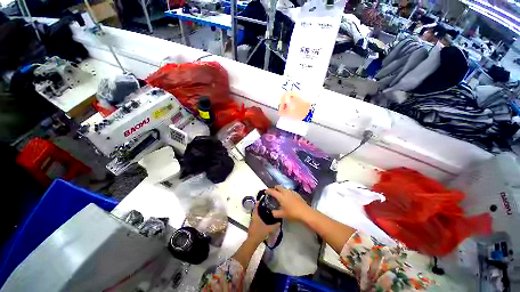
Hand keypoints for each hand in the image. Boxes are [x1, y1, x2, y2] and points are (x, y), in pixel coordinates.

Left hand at [247, 202, 279, 243]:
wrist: (252, 241)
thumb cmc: (259, 233)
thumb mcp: (268, 229)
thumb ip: (275, 226)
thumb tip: (280, 222)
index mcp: (255, 216)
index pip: (256, 207)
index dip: (258, 203)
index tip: (262, 199)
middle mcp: (253, 217)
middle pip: (256, 210)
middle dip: (260, 207)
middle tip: (266, 204)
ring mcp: (252, 221)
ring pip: (256, 214)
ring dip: (260, 211)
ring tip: (266, 210)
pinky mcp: (253, 225)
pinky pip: (256, 218)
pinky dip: (260, 216)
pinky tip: (264, 218)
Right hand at [265, 185, 310, 221]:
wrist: (305, 212)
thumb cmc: (292, 213)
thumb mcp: (282, 215)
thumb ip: (275, 213)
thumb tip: (272, 212)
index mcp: (281, 196)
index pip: (272, 191)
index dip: (268, 191)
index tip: (265, 191)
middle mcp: (285, 192)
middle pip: (279, 187)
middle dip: (275, 188)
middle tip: (273, 192)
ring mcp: (291, 192)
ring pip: (284, 188)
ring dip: (281, 189)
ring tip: (280, 194)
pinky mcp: (296, 194)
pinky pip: (289, 191)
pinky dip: (286, 192)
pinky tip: (288, 197)